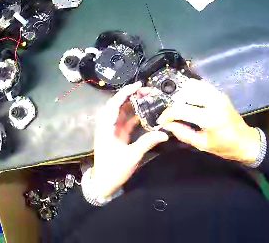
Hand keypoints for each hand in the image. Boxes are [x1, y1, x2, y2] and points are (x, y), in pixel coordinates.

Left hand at [92, 82, 168, 197]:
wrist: (104, 183)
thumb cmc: (114, 169)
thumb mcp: (132, 156)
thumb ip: (147, 142)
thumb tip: (165, 134)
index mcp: (107, 127)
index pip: (115, 104)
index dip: (126, 92)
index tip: (139, 85)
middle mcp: (108, 126)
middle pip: (118, 106)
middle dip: (131, 96)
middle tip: (147, 91)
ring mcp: (112, 131)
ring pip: (122, 113)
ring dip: (133, 105)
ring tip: (147, 98)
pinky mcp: (117, 137)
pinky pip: (126, 123)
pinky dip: (134, 117)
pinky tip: (145, 113)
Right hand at [157, 79, 259, 164]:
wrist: (245, 141)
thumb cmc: (225, 147)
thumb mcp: (203, 145)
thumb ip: (184, 133)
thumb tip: (168, 125)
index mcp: (210, 118)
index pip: (182, 109)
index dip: (168, 114)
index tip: (162, 120)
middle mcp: (214, 101)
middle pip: (186, 92)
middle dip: (174, 102)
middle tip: (170, 113)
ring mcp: (218, 94)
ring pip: (194, 85)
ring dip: (183, 94)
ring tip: (178, 106)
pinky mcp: (220, 93)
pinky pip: (202, 85)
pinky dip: (192, 90)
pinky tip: (189, 100)